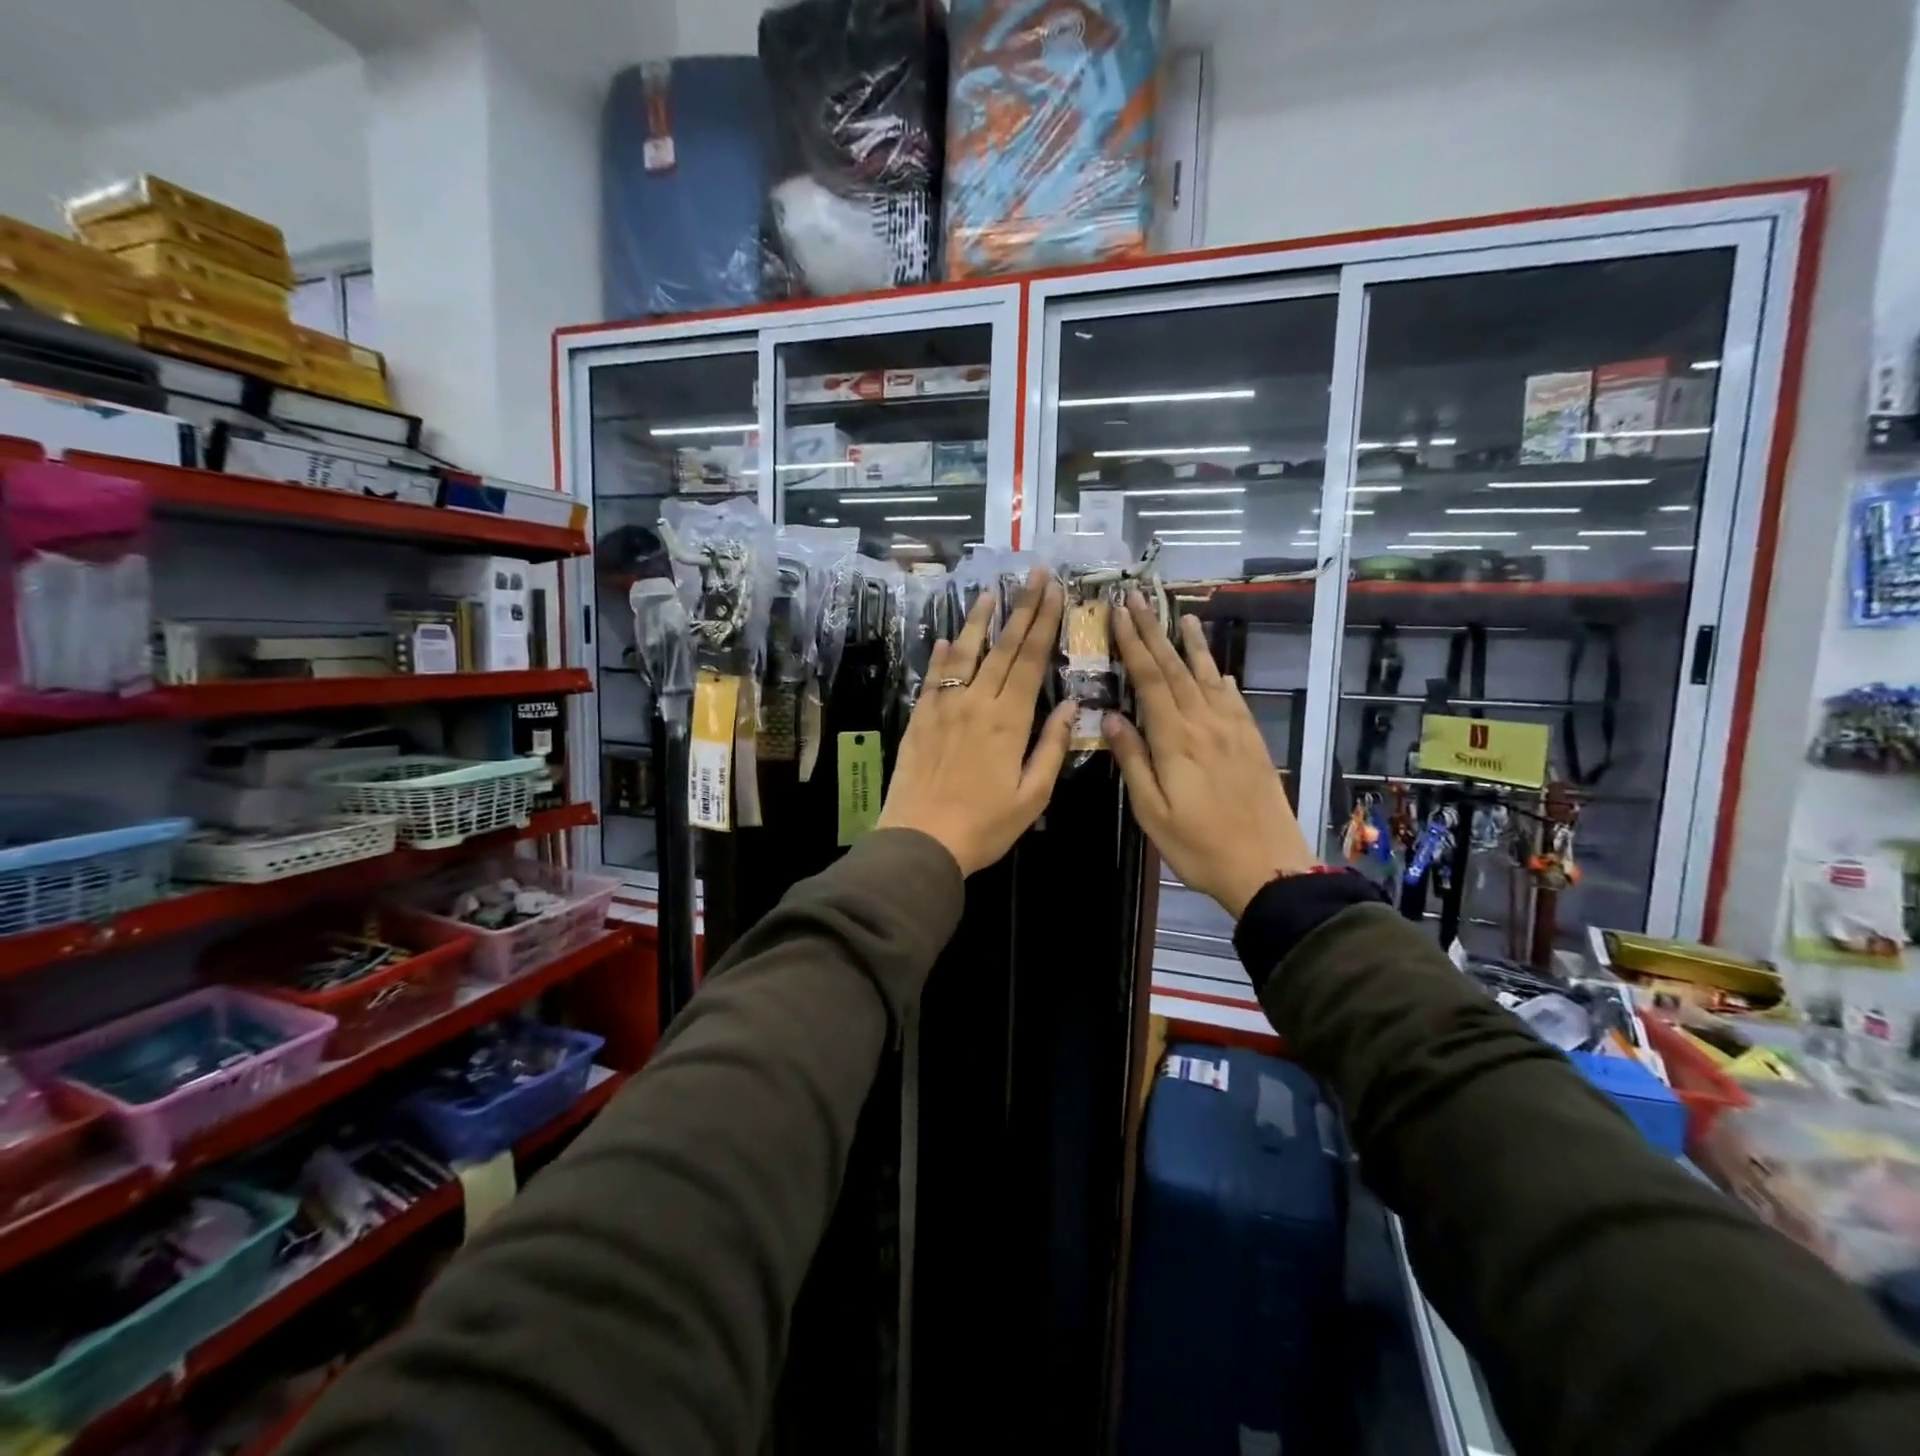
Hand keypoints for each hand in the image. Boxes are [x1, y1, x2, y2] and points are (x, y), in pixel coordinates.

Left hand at [877, 568, 1075, 875]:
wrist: (920, 840)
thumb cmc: (984, 825)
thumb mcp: (1032, 796)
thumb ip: (1052, 747)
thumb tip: (1071, 706)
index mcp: (1009, 720)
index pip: (1031, 660)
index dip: (1044, 622)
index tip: (1054, 591)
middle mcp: (977, 702)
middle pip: (1003, 647)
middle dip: (1022, 608)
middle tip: (1033, 574)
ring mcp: (944, 706)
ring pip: (964, 653)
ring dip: (980, 620)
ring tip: (991, 591)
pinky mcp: (920, 718)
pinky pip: (933, 677)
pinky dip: (942, 655)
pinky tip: (947, 638)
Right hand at [1103, 592, 1316, 918]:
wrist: (1267, 866)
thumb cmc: (1198, 845)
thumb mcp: (1152, 811)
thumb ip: (1133, 760)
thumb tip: (1109, 716)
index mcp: (1176, 739)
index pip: (1150, 679)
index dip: (1133, 643)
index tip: (1119, 612)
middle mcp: (1205, 724)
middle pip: (1176, 669)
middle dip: (1155, 631)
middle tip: (1139, 598)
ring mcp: (1233, 731)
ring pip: (1208, 677)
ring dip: (1194, 645)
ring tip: (1184, 616)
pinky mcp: (1252, 743)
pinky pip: (1234, 701)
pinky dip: (1222, 679)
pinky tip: (1219, 671)